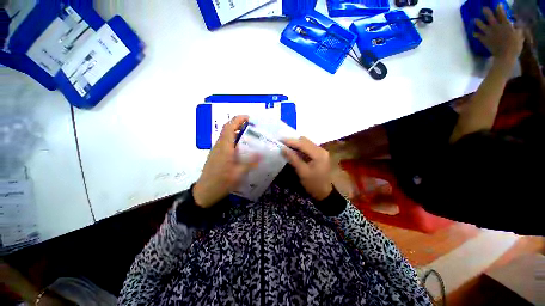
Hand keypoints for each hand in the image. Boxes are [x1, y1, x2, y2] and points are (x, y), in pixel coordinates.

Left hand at [194, 116, 257, 207]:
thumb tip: (261, 153)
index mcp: (224, 147)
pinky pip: (225, 143)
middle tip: (252, 128)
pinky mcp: (216, 155)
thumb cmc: (221, 182)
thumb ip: (250, 162)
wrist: (205, 192)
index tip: (249, 118)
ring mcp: (216, 150)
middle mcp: (219, 145)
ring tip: (249, 137)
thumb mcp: (238, 173)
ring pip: (226, 136)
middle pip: (227, 129)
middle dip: (239, 124)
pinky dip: (234, 140)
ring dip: (236, 133)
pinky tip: (241, 149)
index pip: (229, 127)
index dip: (238, 119)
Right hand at [282, 137, 332, 200]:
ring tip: (286, 146)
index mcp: (319, 154)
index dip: (291, 141)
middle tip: (282, 143)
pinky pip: (308, 148)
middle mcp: (321, 150)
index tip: (280, 140)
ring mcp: (321, 152)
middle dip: (293, 141)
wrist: (324, 193)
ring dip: (296, 144)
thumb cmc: (313, 184)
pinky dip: (300, 148)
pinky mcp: (319, 155)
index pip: (303, 144)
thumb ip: (293, 158)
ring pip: (306, 143)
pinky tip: (293, 151)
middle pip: (305, 141)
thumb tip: (283, 149)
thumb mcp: (302, 172)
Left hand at [473, 4, 523, 63]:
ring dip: (478, 22)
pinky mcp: (485, 40)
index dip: (500, 9)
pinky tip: (473, 33)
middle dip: (486, 12)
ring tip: (474, 19)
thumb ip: (518, 28)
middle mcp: (496, 27)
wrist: (505, 56)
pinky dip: (476, 34)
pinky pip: (479, 37)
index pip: (502, 14)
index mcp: (505, 25)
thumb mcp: (520, 35)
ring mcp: (490, 34)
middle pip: (490, 18)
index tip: (498, 4)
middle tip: (483, 8)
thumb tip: (517, 24)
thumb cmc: (515, 46)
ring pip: (482, 26)